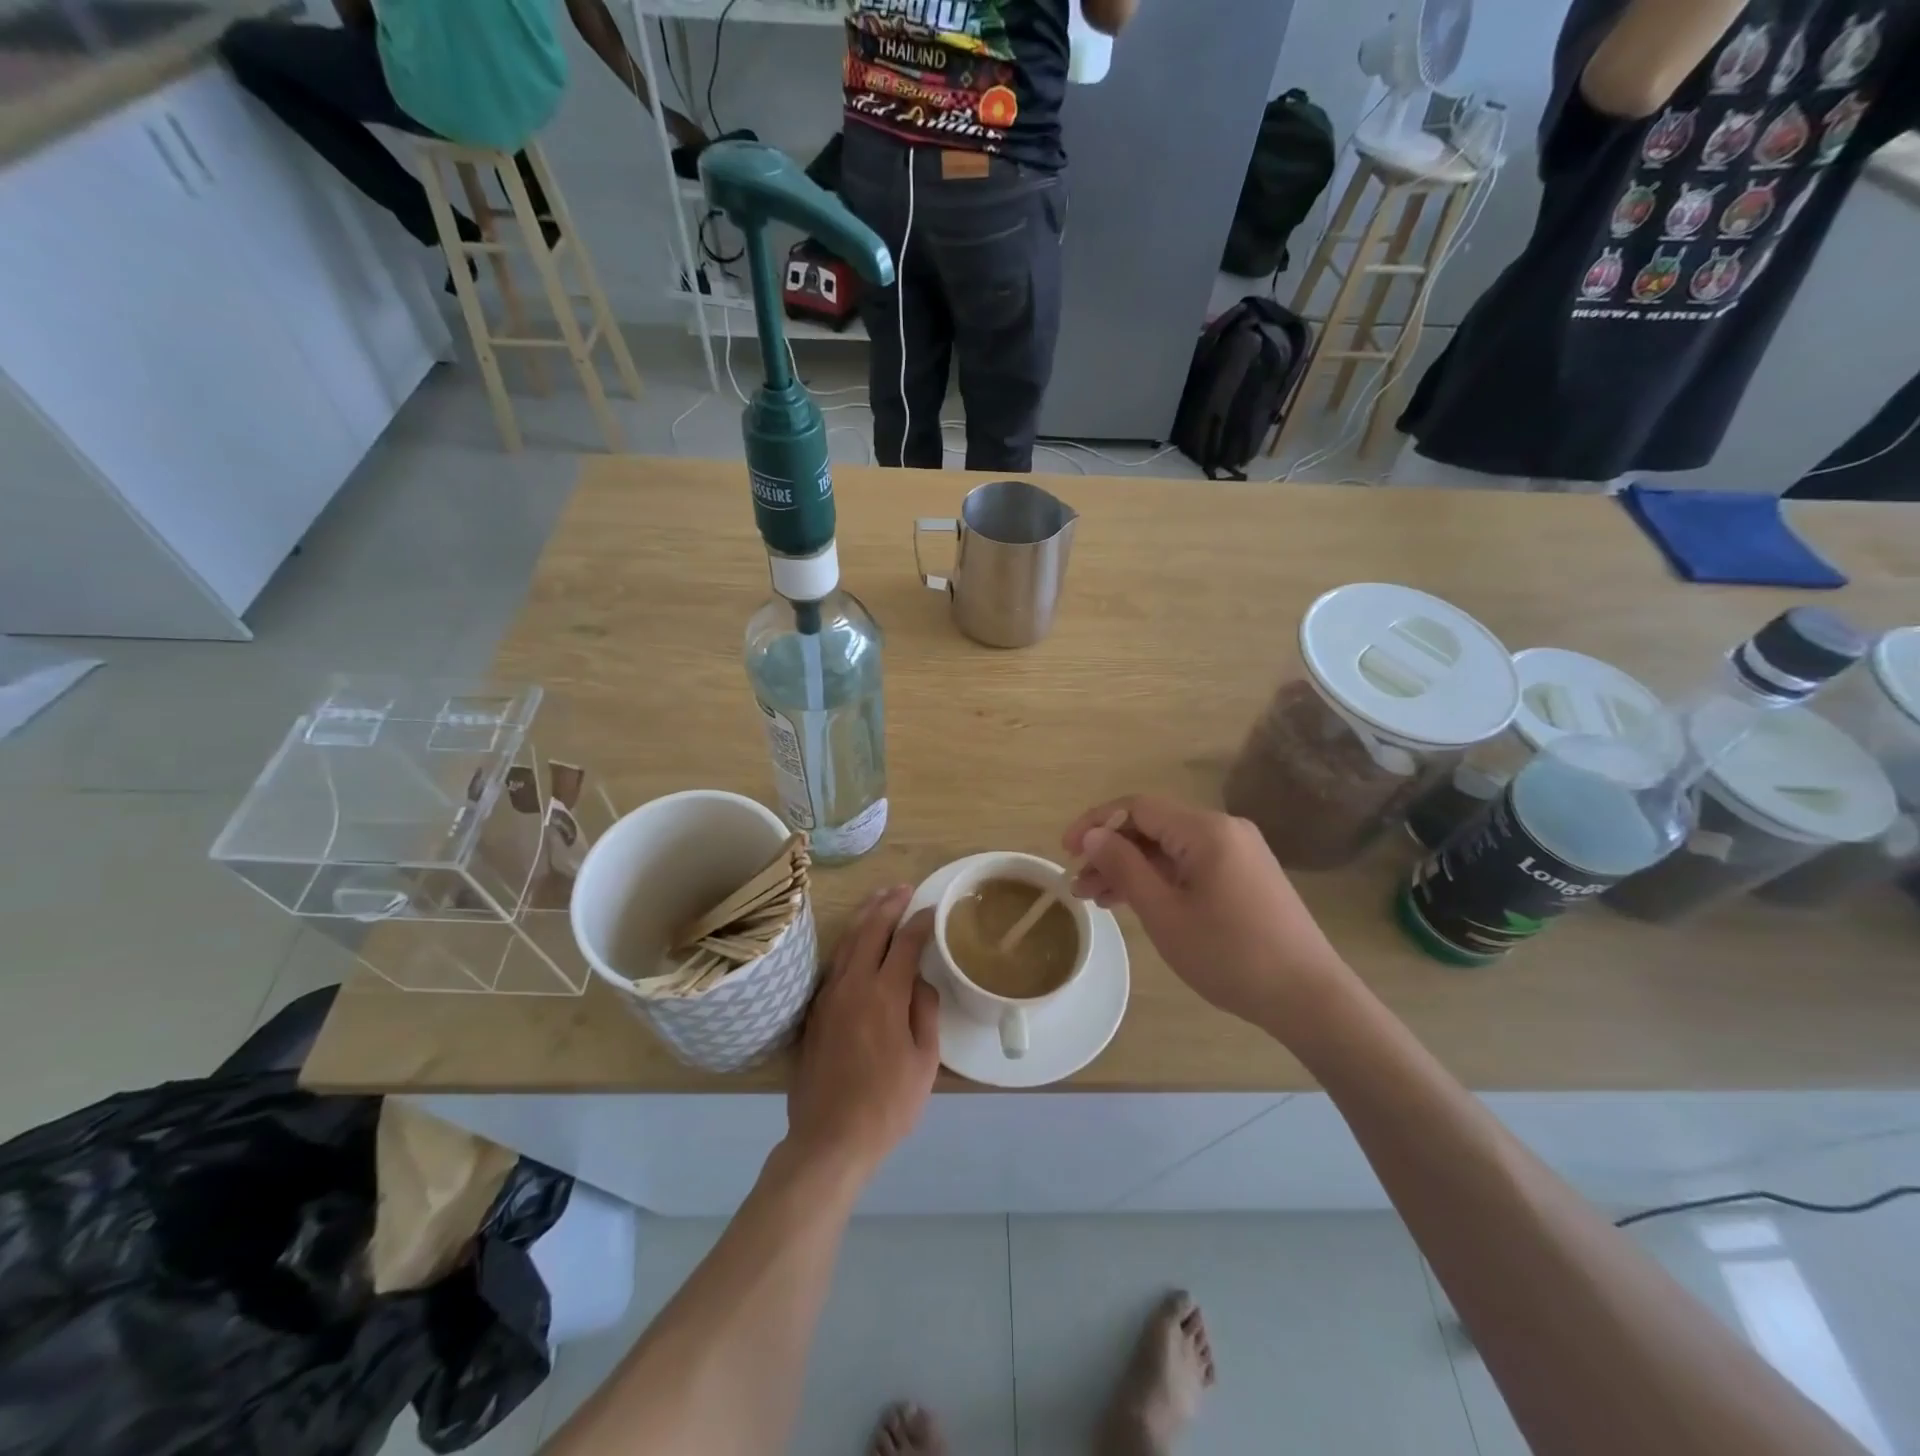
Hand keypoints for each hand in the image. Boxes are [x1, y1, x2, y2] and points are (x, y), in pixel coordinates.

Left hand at [787, 888, 940, 1178]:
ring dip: (864, 916)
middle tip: (904, 888)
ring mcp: (829, 996)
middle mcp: (853, 985)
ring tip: (879, 899)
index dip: (921, 922)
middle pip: (870, 930)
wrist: (830, 1137)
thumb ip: (925, 1013)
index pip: (905, 943)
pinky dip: (848, 942)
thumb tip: (921, 982)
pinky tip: (855, 941)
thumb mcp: (924, 1062)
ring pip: (846, 942)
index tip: (933, 910)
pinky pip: (834, 963)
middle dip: (888, 904)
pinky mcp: (815, 1010)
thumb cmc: (887, 1104)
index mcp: (885, 995)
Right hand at [1064, 795, 1351, 1031]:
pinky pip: (1191, 864)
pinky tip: (1135, 902)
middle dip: (1111, 851)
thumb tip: (1093, 835)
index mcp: (1205, 830)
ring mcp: (1239, 852)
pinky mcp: (1246, 875)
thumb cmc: (1229, 955)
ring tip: (1098, 899)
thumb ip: (1124, 867)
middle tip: (1079, 885)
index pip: (1137, 807)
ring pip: (1170, 848)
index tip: (1065, 852)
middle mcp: (1224, 829)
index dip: (1096, 824)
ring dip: (1132, 868)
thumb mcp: (1164, 912)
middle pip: (1153, 826)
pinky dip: (1160, 878)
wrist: (1309, 998)